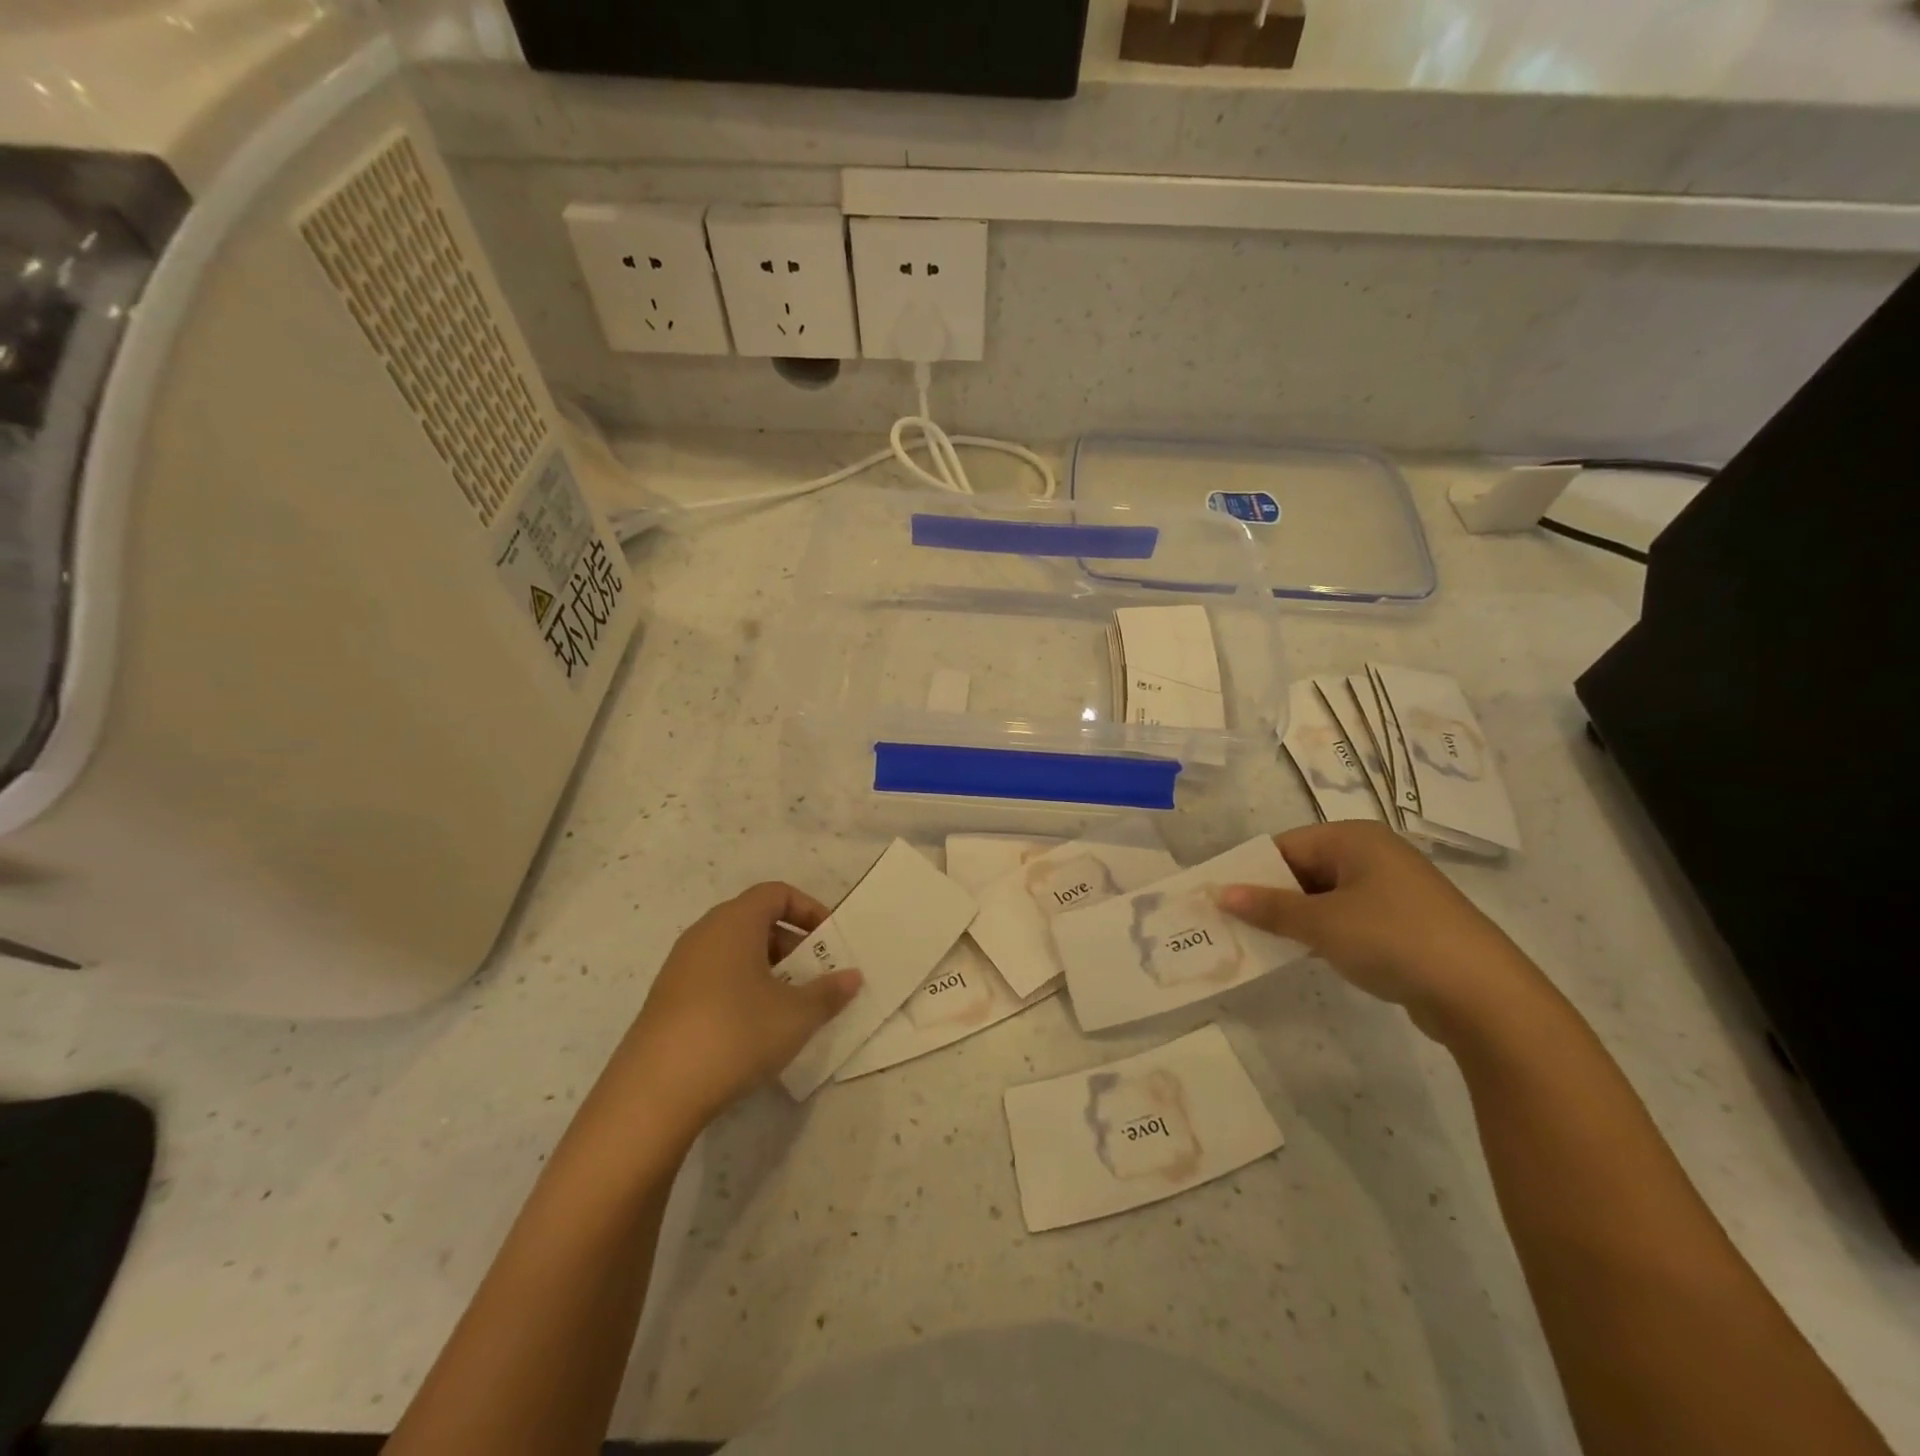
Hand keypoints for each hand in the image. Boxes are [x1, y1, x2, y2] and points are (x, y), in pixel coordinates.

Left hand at [609, 882, 862, 1129]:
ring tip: (790, 1006)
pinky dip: (741, 989)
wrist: (653, 1093)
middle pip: (755, 921)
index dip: (809, 910)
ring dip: (768, 970)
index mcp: (734, 922)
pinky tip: (753, 1030)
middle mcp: (704, 934)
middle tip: (816, 976)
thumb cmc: (735, 1033)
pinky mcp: (667, 1001)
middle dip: (792, 944)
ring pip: (735, 952)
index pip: (776, 893)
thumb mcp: (796, 1015)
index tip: (830, 941)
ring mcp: (680, 968)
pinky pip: (715, 978)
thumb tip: (852, 977)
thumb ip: (829, 992)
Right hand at [1217, 822, 1536, 1037]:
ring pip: (1325, 896)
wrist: (1483, 995)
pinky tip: (1305, 955)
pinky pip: (1348, 918)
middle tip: (1233, 925)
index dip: (1251, 873)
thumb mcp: (1322, 923)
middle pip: (1304, 869)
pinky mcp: (1404, 923)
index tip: (1220, 900)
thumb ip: (1268, 907)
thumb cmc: (1393, 939)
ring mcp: (1393, 889)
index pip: (1285, 846)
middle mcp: (1374, 855)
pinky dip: (1324, 933)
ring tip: (1260, 942)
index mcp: (1354, 838)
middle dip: (1271, 897)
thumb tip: (1221, 893)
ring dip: (1295, 918)